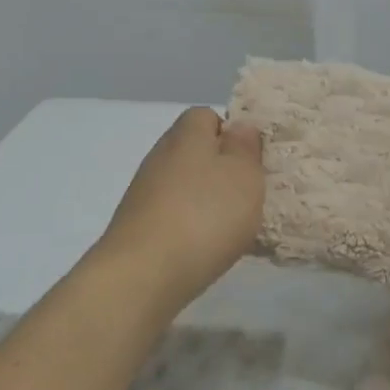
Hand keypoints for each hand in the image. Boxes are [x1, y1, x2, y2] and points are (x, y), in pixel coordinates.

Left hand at [96, 107, 264, 312]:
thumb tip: (239, 126)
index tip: (252, 161)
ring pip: (184, 185)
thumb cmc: (204, 216)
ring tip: (231, 228)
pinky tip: (205, 248)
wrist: (143, 273)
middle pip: (195, 152)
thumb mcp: (243, 175)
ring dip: (206, 201)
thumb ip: (245, 147)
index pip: (207, 116)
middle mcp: (160, 156)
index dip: (232, 134)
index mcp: (186, 134)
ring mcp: (144, 192)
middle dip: (221, 171)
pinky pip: (173, 215)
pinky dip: (190, 226)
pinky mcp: (137, 225)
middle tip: (248, 196)